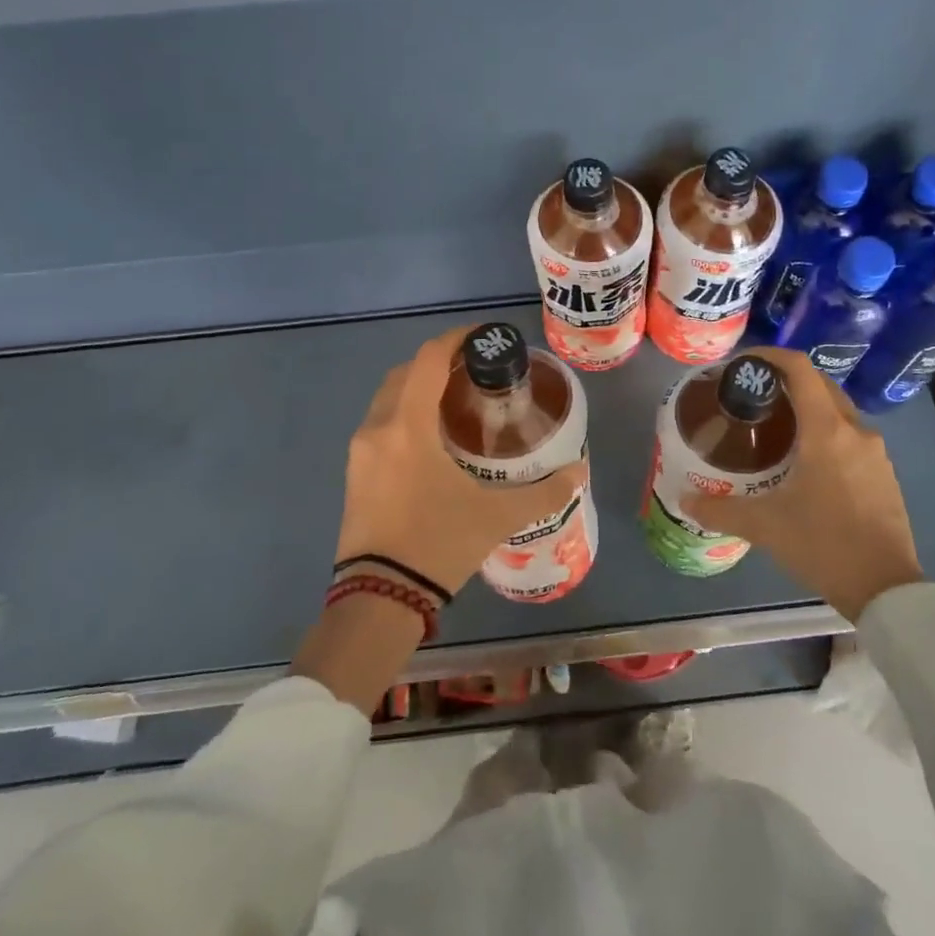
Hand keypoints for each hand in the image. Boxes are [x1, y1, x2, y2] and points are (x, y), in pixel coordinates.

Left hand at [334, 325, 586, 596]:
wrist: (379, 598)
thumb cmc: (438, 544)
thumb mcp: (497, 516)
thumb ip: (544, 491)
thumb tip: (579, 472)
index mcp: (407, 426)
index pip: (429, 359)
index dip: (456, 340)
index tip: (484, 337)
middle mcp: (377, 428)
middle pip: (405, 372)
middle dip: (439, 362)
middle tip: (476, 370)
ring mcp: (360, 452)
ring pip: (389, 397)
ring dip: (419, 387)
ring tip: (458, 400)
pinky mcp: (354, 473)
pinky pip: (381, 423)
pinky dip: (405, 412)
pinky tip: (433, 436)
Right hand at [682, 350, 923, 618]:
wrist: (885, 589)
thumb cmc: (823, 544)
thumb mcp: (764, 526)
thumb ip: (719, 509)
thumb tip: (684, 500)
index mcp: (827, 431)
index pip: (800, 369)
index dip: (771, 356)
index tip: (744, 364)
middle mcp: (855, 431)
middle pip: (821, 385)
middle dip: (787, 381)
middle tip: (753, 395)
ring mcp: (875, 453)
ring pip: (838, 412)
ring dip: (809, 408)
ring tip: (775, 427)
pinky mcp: (884, 475)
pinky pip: (851, 437)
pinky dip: (826, 433)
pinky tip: (806, 462)